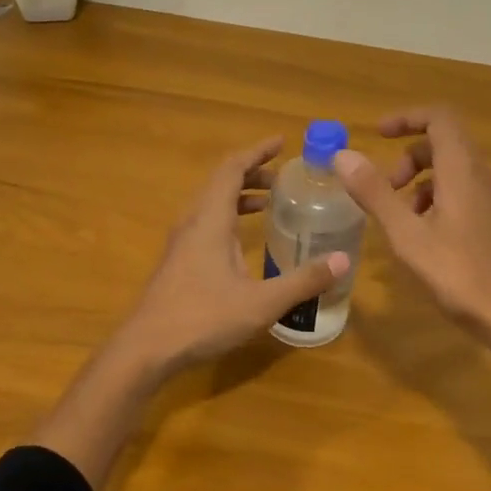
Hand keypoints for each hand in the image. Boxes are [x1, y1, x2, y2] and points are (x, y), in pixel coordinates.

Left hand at [117, 136, 347, 377]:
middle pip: (220, 181)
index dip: (257, 152)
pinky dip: (229, 216)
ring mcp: (182, 241)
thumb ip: (303, 281)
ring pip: (211, 203)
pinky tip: (243, 240)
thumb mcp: (262, 302)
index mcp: (210, 219)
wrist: (147, 348)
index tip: (282, 142)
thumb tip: (343, 260)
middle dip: (252, 172)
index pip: (232, 169)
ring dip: (239, 195)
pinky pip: (206, 222)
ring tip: (269, 201)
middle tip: (283, 177)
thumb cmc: (203, 318)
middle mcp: (193, 221)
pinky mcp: (178, 260)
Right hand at [335, 108, 490, 358]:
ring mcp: (490, 198)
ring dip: (418, 180)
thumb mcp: (407, 234)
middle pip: (443, 143)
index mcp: (462, 170)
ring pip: (450, 169)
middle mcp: (481, 175)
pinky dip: (434, 198)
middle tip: (384, 187)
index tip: (377, 134)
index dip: (406, 118)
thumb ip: (375, 193)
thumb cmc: (458, 273)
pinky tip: (420, 234)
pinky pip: (460, 191)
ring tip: (397, 216)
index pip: (439, 118)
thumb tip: (343, 156)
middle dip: (407, 156)